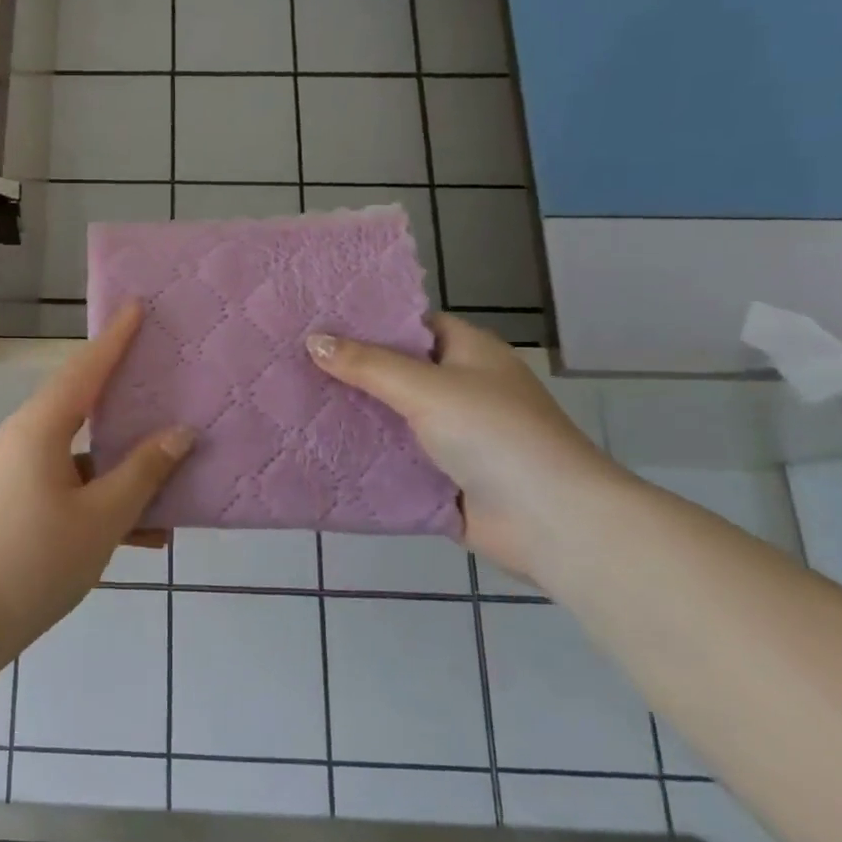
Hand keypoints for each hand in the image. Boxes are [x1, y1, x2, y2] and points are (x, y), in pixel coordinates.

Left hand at [0, 301, 194, 660]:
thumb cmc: (33, 563)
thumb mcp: (100, 518)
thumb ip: (143, 473)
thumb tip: (180, 433)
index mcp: (39, 429)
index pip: (85, 369)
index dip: (115, 339)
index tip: (137, 307)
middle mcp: (21, 441)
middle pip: (82, 409)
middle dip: (126, 402)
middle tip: (164, 382)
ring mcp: (13, 476)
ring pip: (79, 458)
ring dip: (121, 471)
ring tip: (173, 482)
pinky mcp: (10, 508)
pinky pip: (65, 490)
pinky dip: (99, 502)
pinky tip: (143, 535)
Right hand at [307, 315, 624, 576]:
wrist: (549, 520)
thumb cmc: (495, 433)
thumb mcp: (427, 388)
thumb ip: (368, 365)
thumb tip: (312, 339)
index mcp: (469, 352)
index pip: (412, 325)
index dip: (368, 321)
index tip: (316, 321)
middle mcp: (461, 388)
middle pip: (396, 371)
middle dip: (350, 370)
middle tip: (291, 361)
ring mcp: (452, 435)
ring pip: (391, 417)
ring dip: (353, 415)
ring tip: (293, 401)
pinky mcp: (441, 476)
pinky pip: (394, 458)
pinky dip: (364, 455)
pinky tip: (317, 448)